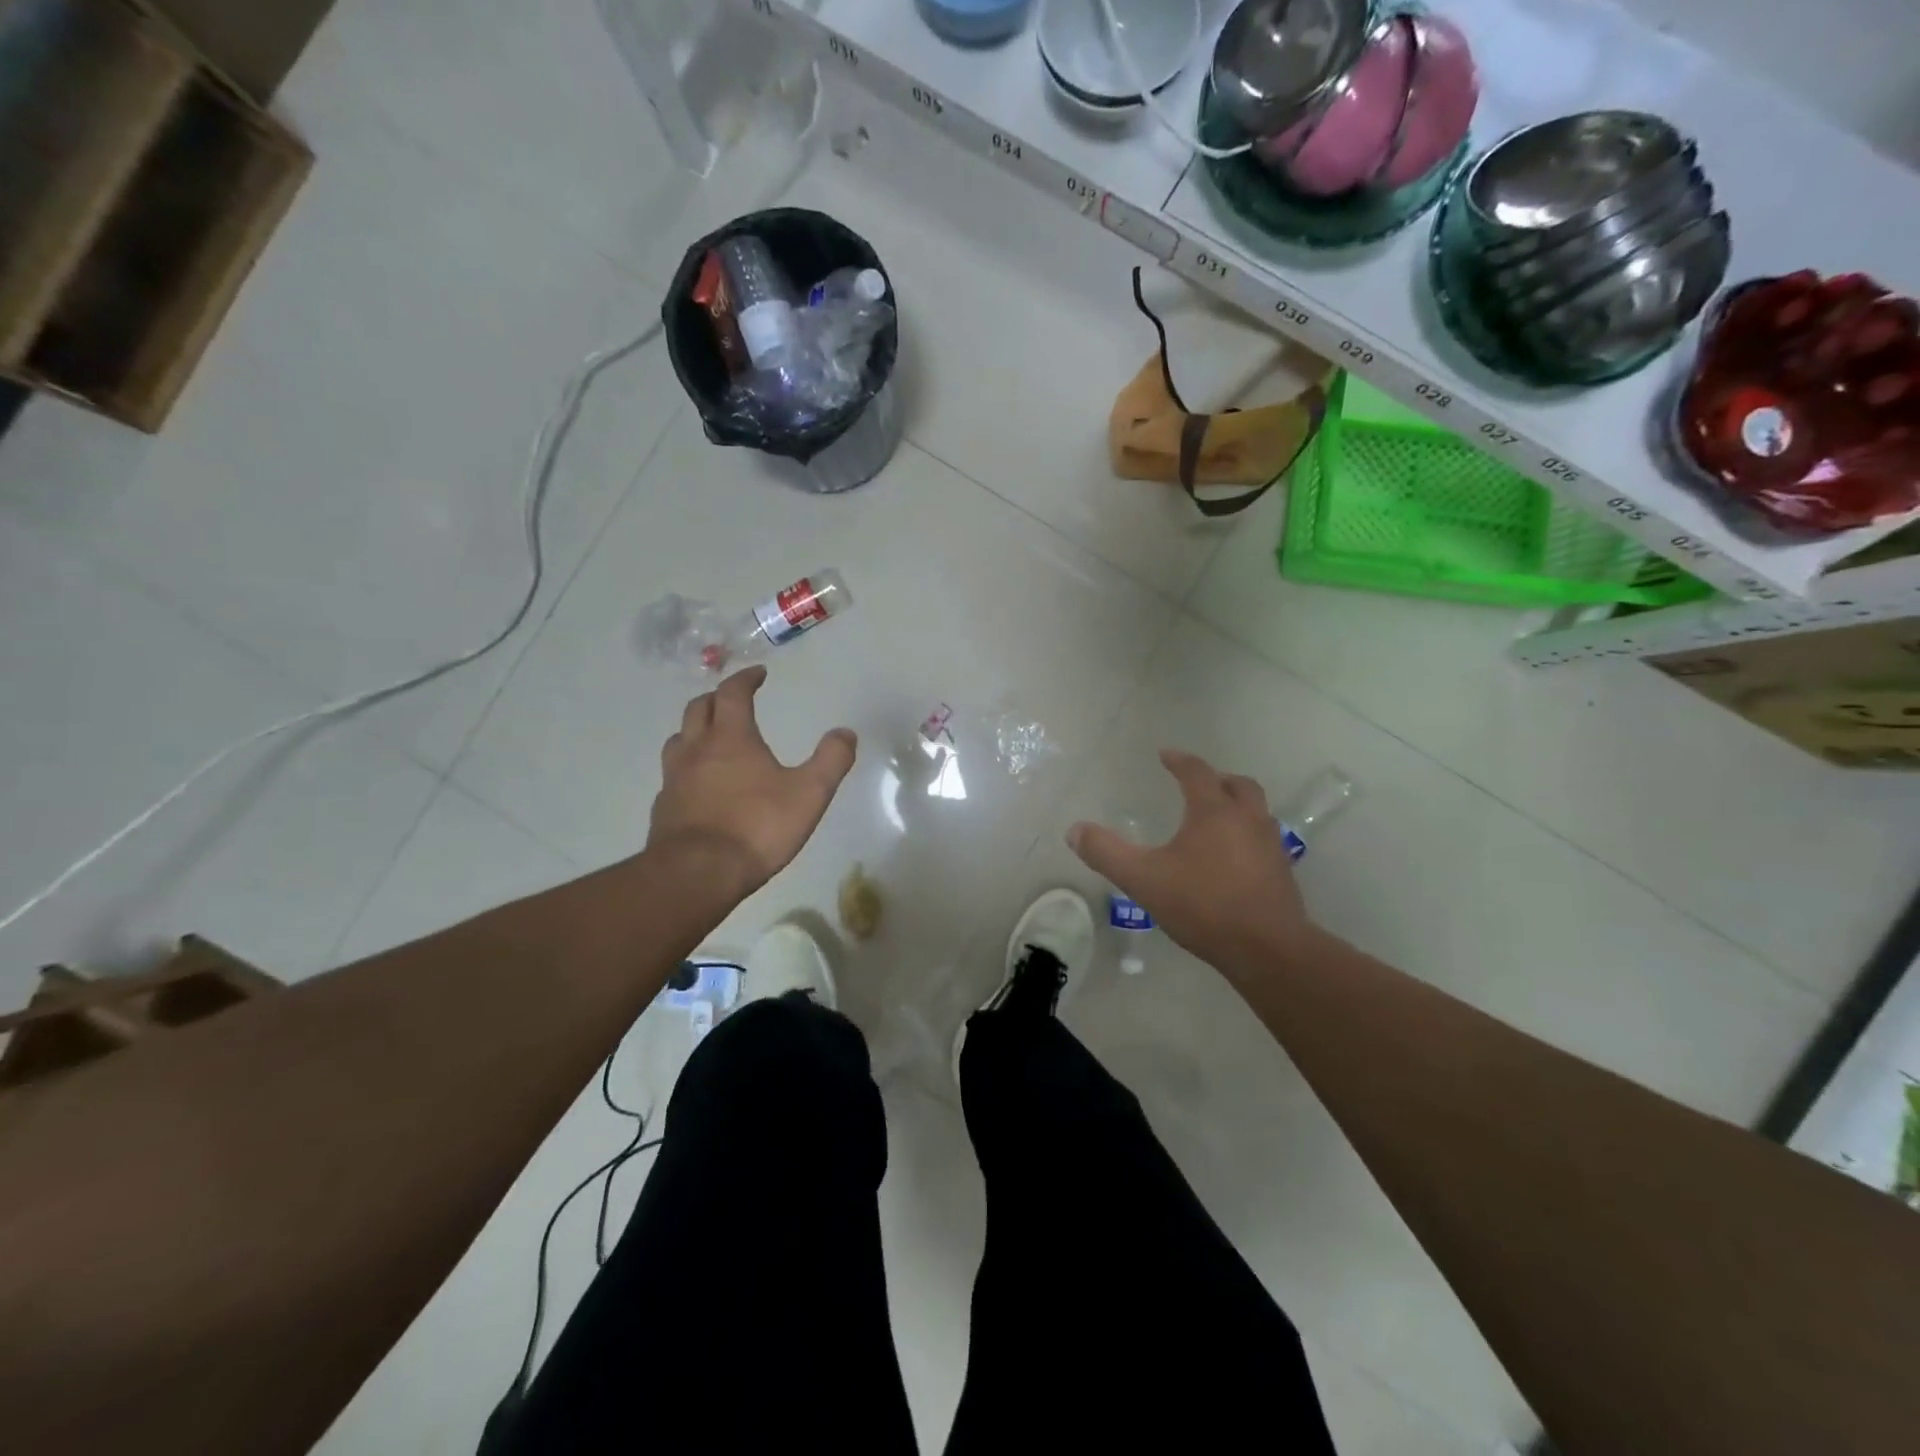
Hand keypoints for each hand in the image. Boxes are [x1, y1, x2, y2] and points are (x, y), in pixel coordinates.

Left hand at [648, 666, 856, 896]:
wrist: (697, 874)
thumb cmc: (757, 827)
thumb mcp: (809, 794)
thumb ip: (831, 760)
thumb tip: (846, 732)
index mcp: (731, 738)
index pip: (733, 693)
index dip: (745, 679)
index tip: (758, 674)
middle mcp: (697, 749)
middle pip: (699, 708)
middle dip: (718, 697)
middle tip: (733, 699)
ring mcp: (675, 778)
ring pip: (679, 738)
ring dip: (696, 729)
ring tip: (711, 736)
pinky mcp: (664, 807)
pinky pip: (673, 774)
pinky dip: (687, 766)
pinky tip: (698, 784)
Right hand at [1068, 749, 1315, 975]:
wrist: (1267, 949)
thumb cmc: (1203, 905)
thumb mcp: (1143, 879)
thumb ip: (1106, 853)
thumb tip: (1074, 830)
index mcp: (1214, 812)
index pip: (1197, 772)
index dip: (1179, 760)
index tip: (1165, 755)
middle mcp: (1248, 819)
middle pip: (1238, 785)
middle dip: (1216, 779)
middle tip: (1197, 784)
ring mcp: (1270, 846)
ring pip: (1256, 811)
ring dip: (1236, 805)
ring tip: (1215, 819)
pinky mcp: (1282, 873)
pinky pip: (1263, 839)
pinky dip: (1246, 835)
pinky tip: (1231, 858)